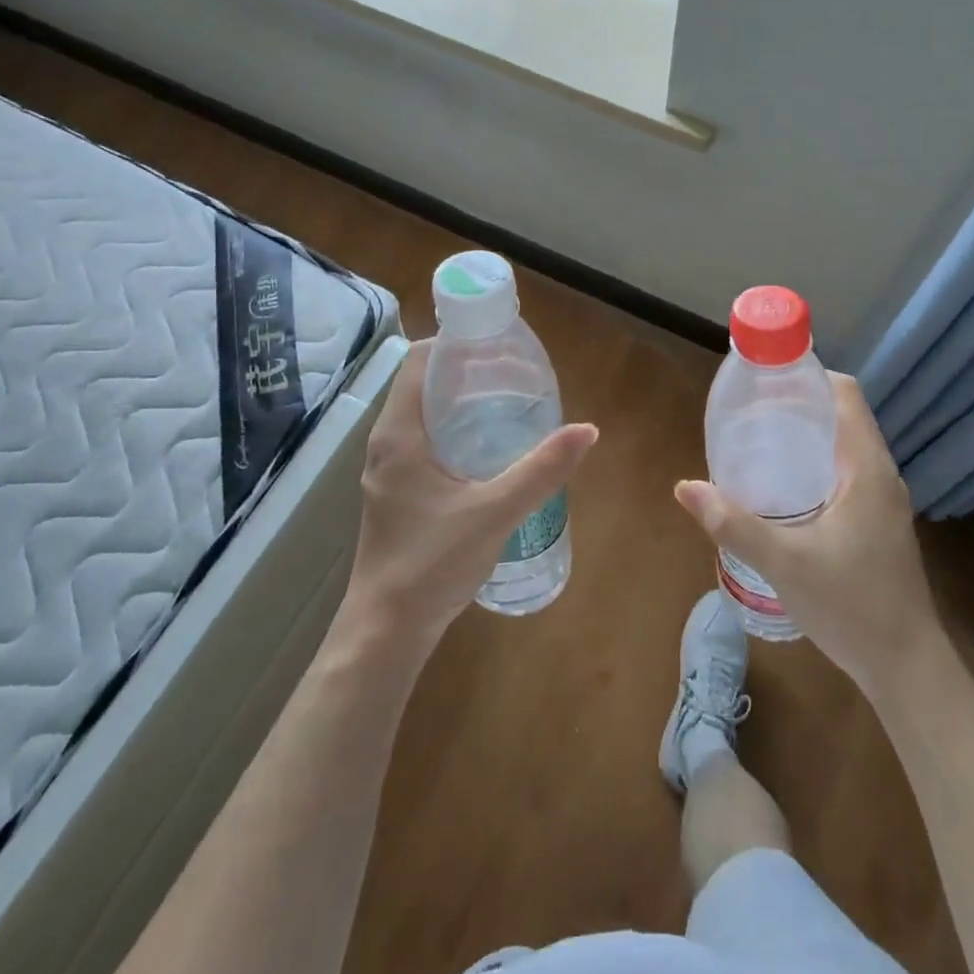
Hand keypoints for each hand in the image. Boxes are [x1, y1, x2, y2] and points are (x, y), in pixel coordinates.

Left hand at [345, 340, 597, 653]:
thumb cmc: (432, 564)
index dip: (455, 343)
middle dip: (467, 371)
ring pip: (424, 414)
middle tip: (515, 372)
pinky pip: (425, 440)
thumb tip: (587, 430)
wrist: (386, 631)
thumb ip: (541, 470)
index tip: (497, 343)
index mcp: (399, 434)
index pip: (420, 361)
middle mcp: (387, 443)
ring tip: (509, 400)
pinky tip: (490, 447)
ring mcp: (389, 469)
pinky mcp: (397, 491)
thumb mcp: (494, 512)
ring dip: (461, 401)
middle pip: (424, 383)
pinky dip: (455, 429)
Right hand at [674, 374, 939, 700]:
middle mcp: (880, 474)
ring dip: (806, 435)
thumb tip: (685, 487)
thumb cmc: (852, 606)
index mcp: (866, 468)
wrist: (907, 668)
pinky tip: (782, 488)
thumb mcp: (784, 563)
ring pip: (844, 446)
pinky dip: (814, 463)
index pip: (845, 394)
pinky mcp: (878, 523)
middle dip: (797, 405)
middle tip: (749, 412)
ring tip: (758, 442)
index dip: (808, 376)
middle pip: (842, 416)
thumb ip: (733, 524)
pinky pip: (845, 472)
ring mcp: (883, 500)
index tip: (764, 379)